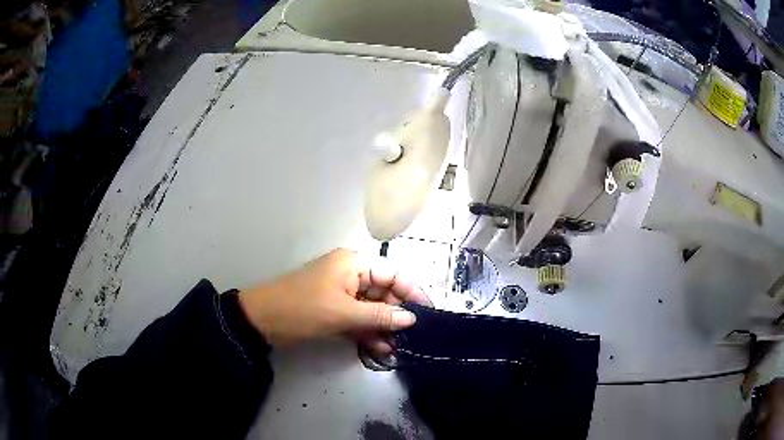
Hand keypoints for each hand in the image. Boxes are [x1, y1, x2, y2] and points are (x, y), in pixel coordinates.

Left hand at [238, 248, 430, 353]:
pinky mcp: (335, 310)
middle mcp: (352, 275)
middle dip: (397, 315)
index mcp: (354, 264)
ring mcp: (343, 293)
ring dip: (384, 327)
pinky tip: (380, 349)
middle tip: (411, 338)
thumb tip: (412, 318)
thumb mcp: (343, 312)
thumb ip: (380, 315)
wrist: (262, 320)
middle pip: (384, 293)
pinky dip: (369, 332)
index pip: (393, 274)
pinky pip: (359, 319)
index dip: (412, 292)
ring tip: (397, 348)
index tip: (428, 313)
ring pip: (373, 309)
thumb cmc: (303, 308)